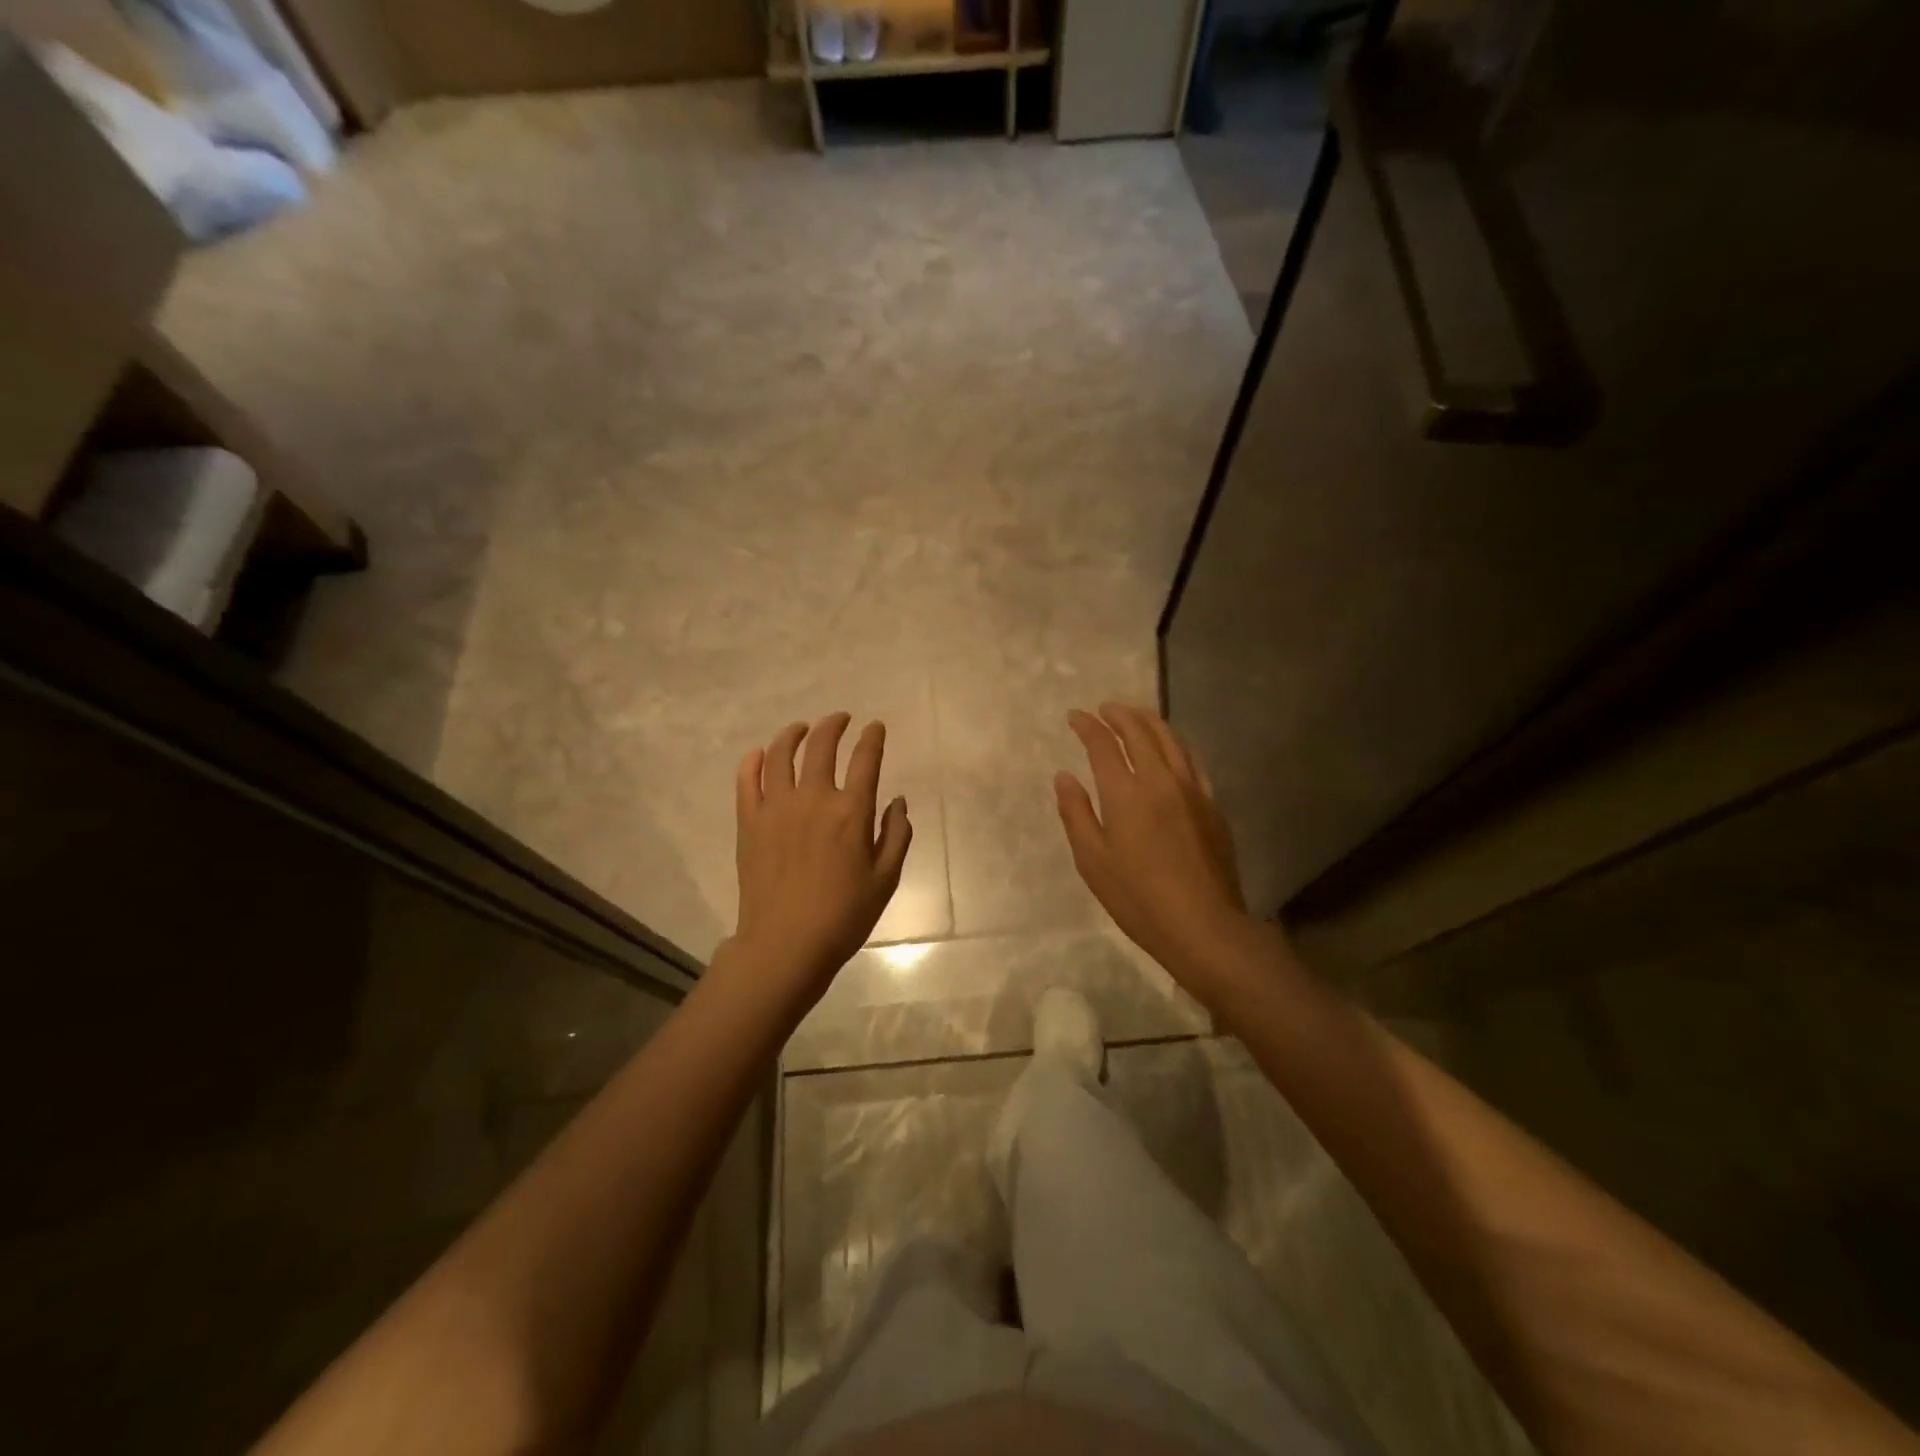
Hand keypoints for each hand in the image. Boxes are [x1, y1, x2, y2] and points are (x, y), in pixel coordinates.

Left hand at [730, 713, 911, 1004]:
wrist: (786, 944)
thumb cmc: (844, 916)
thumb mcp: (886, 879)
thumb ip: (896, 835)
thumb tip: (898, 801)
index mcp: (851, 811)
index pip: (865, 759)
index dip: (872, 737)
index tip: (875, 727)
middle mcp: (813, 798)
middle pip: (821, 745)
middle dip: (834, 725)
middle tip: (840, 719)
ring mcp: (776, 807)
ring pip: (780, 754)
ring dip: (793, 734)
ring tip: (802, 728)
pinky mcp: (749, 821)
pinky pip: (747, 779)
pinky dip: (753, 761)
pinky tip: (760, 755)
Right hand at [1055, 703, 1255, 996]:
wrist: (1204, 925)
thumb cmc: (1138, 898)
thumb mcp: (1093, 861)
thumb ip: (1076, 813)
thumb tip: (1064, 776)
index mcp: (1126, 793)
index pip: (1104, 744)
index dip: (1088, 725)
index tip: (1075, 716)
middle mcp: (1160, 780)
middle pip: (1141, 732)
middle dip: (1120, 714)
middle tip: (1105, 708)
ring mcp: (1192, 790)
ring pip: (1171, 740)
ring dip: (1149, 721)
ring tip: (1135, 715)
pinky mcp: (1212, 805)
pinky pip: (1192, 761)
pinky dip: (1175, 744)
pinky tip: (1170, 749)